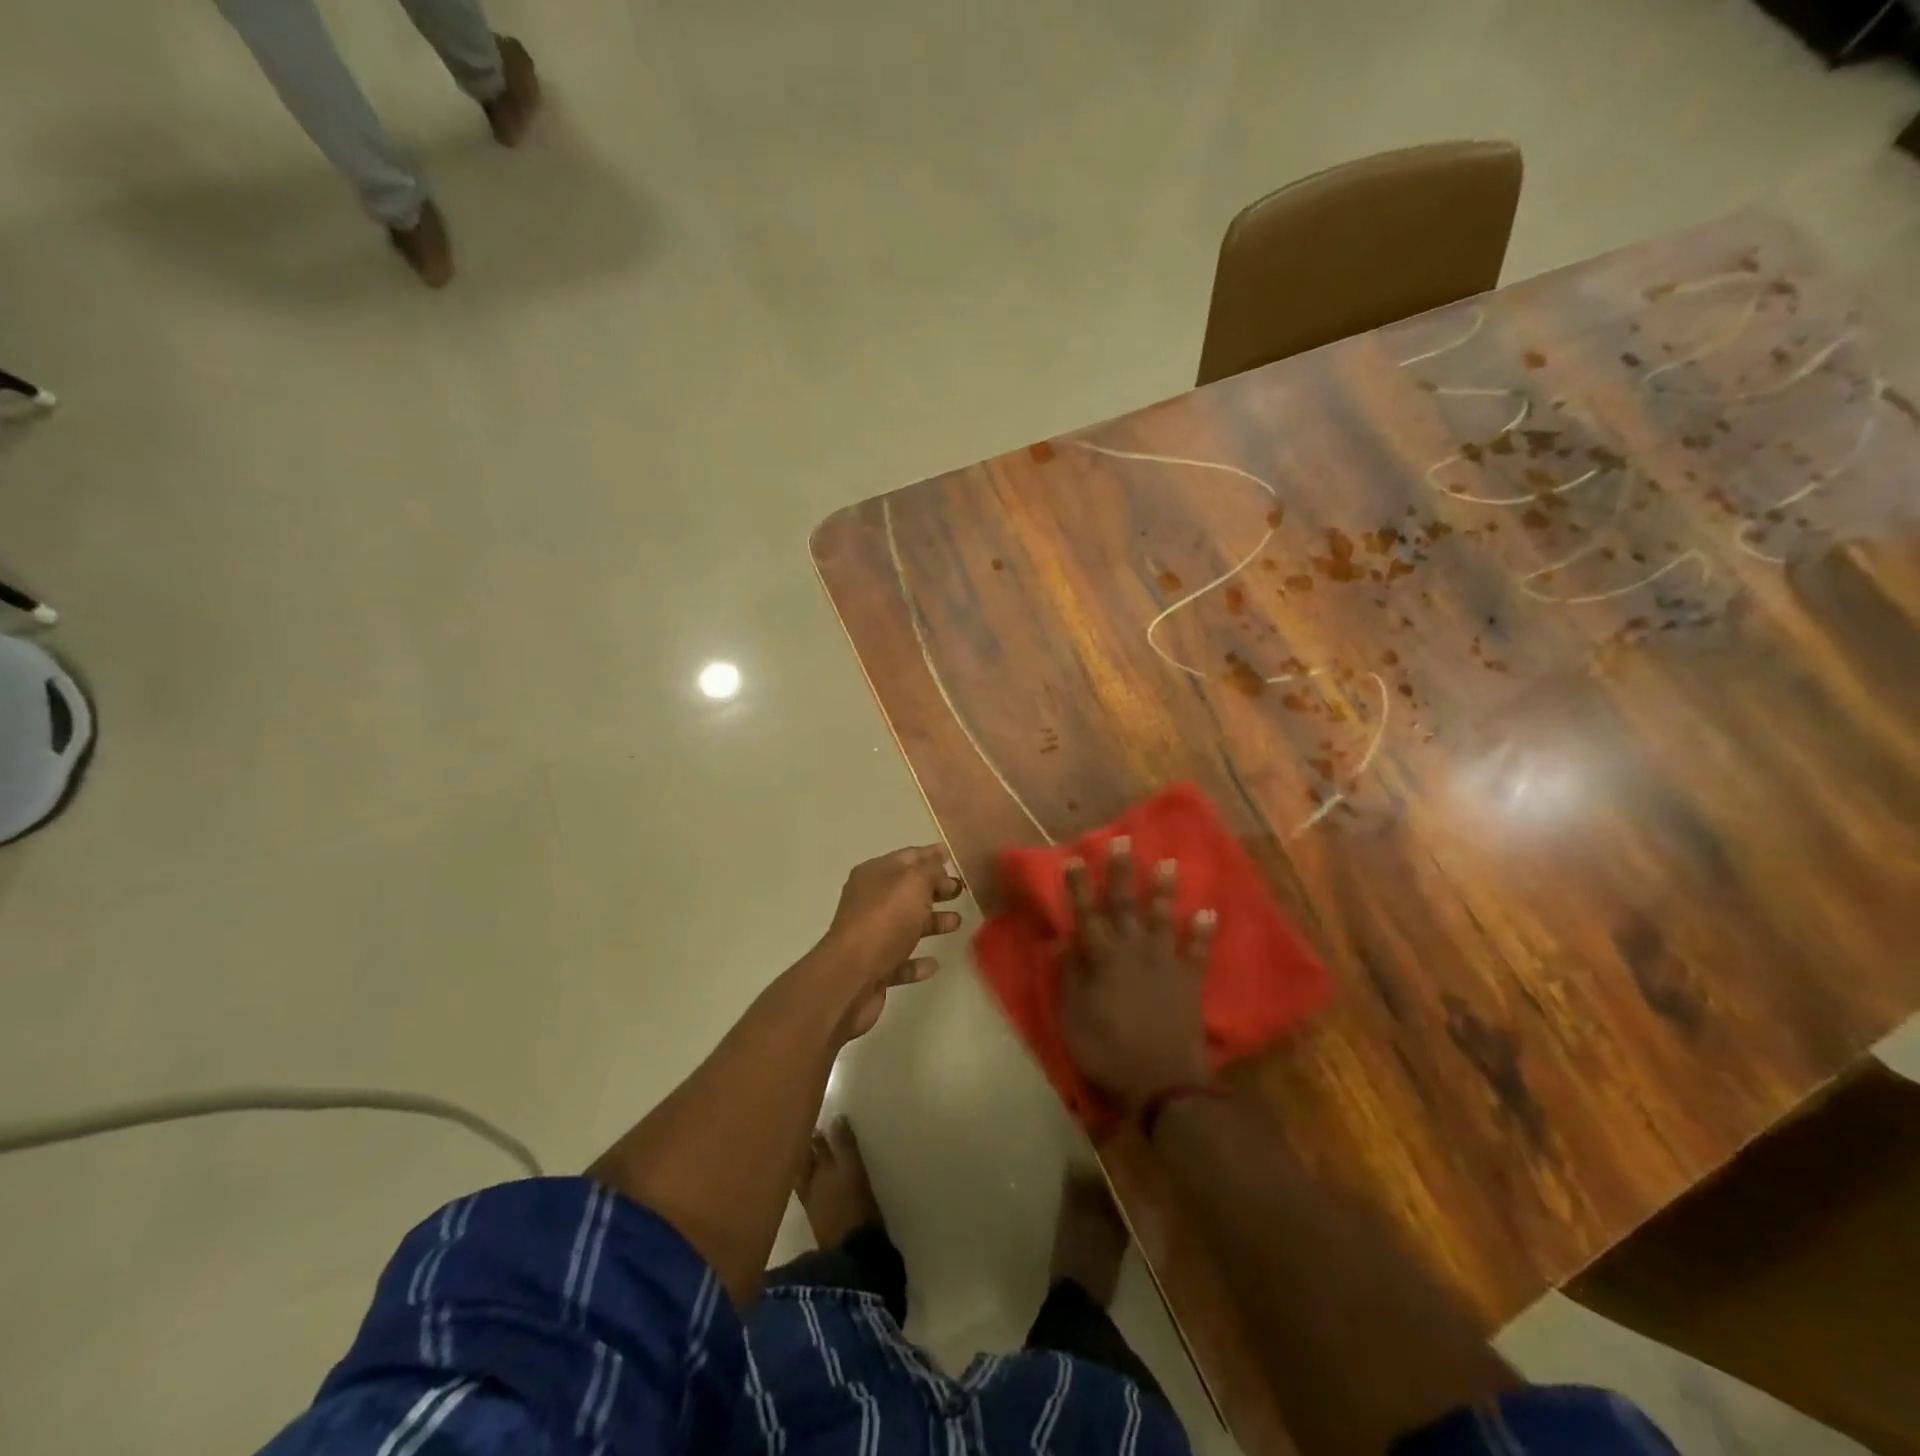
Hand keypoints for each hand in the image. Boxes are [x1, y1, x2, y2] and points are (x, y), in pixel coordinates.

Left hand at [819, 845, 963, 1038]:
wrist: (850, 977)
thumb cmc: (884, 921)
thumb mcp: (913, 884)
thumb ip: (930, 871)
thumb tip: (938, 865)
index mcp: (874, 875)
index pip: (907, 857)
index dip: (931, 855)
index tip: (952, 857)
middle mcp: (869, 901)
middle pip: (907, 890)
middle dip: (934, 889)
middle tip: (960, 891)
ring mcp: (870, 935)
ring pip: (906, 924)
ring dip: (932, 922)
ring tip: (956, 923)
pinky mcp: (874, 968)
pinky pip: (901, 960)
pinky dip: (917, 961)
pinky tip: (934, 964)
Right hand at [1058, 837, 1216, 1114]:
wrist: (1163, 1083)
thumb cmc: (1108, 1052)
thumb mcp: (1072, 1019)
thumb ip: (1068, 978)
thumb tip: (1059, 941)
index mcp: (1101, 958)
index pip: (1085, 913)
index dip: (1079, 885)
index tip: (1075, 857)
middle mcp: (1132, 950)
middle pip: (1125, 903)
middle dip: (1122, 871)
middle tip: (1123, 840)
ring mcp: (1165, 962)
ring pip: (1163, 917)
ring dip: (1165, 889)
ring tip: (1169, 862)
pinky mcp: (1189, 979)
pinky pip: (1198, 949)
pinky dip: (1203, 931)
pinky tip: (1209, 911)